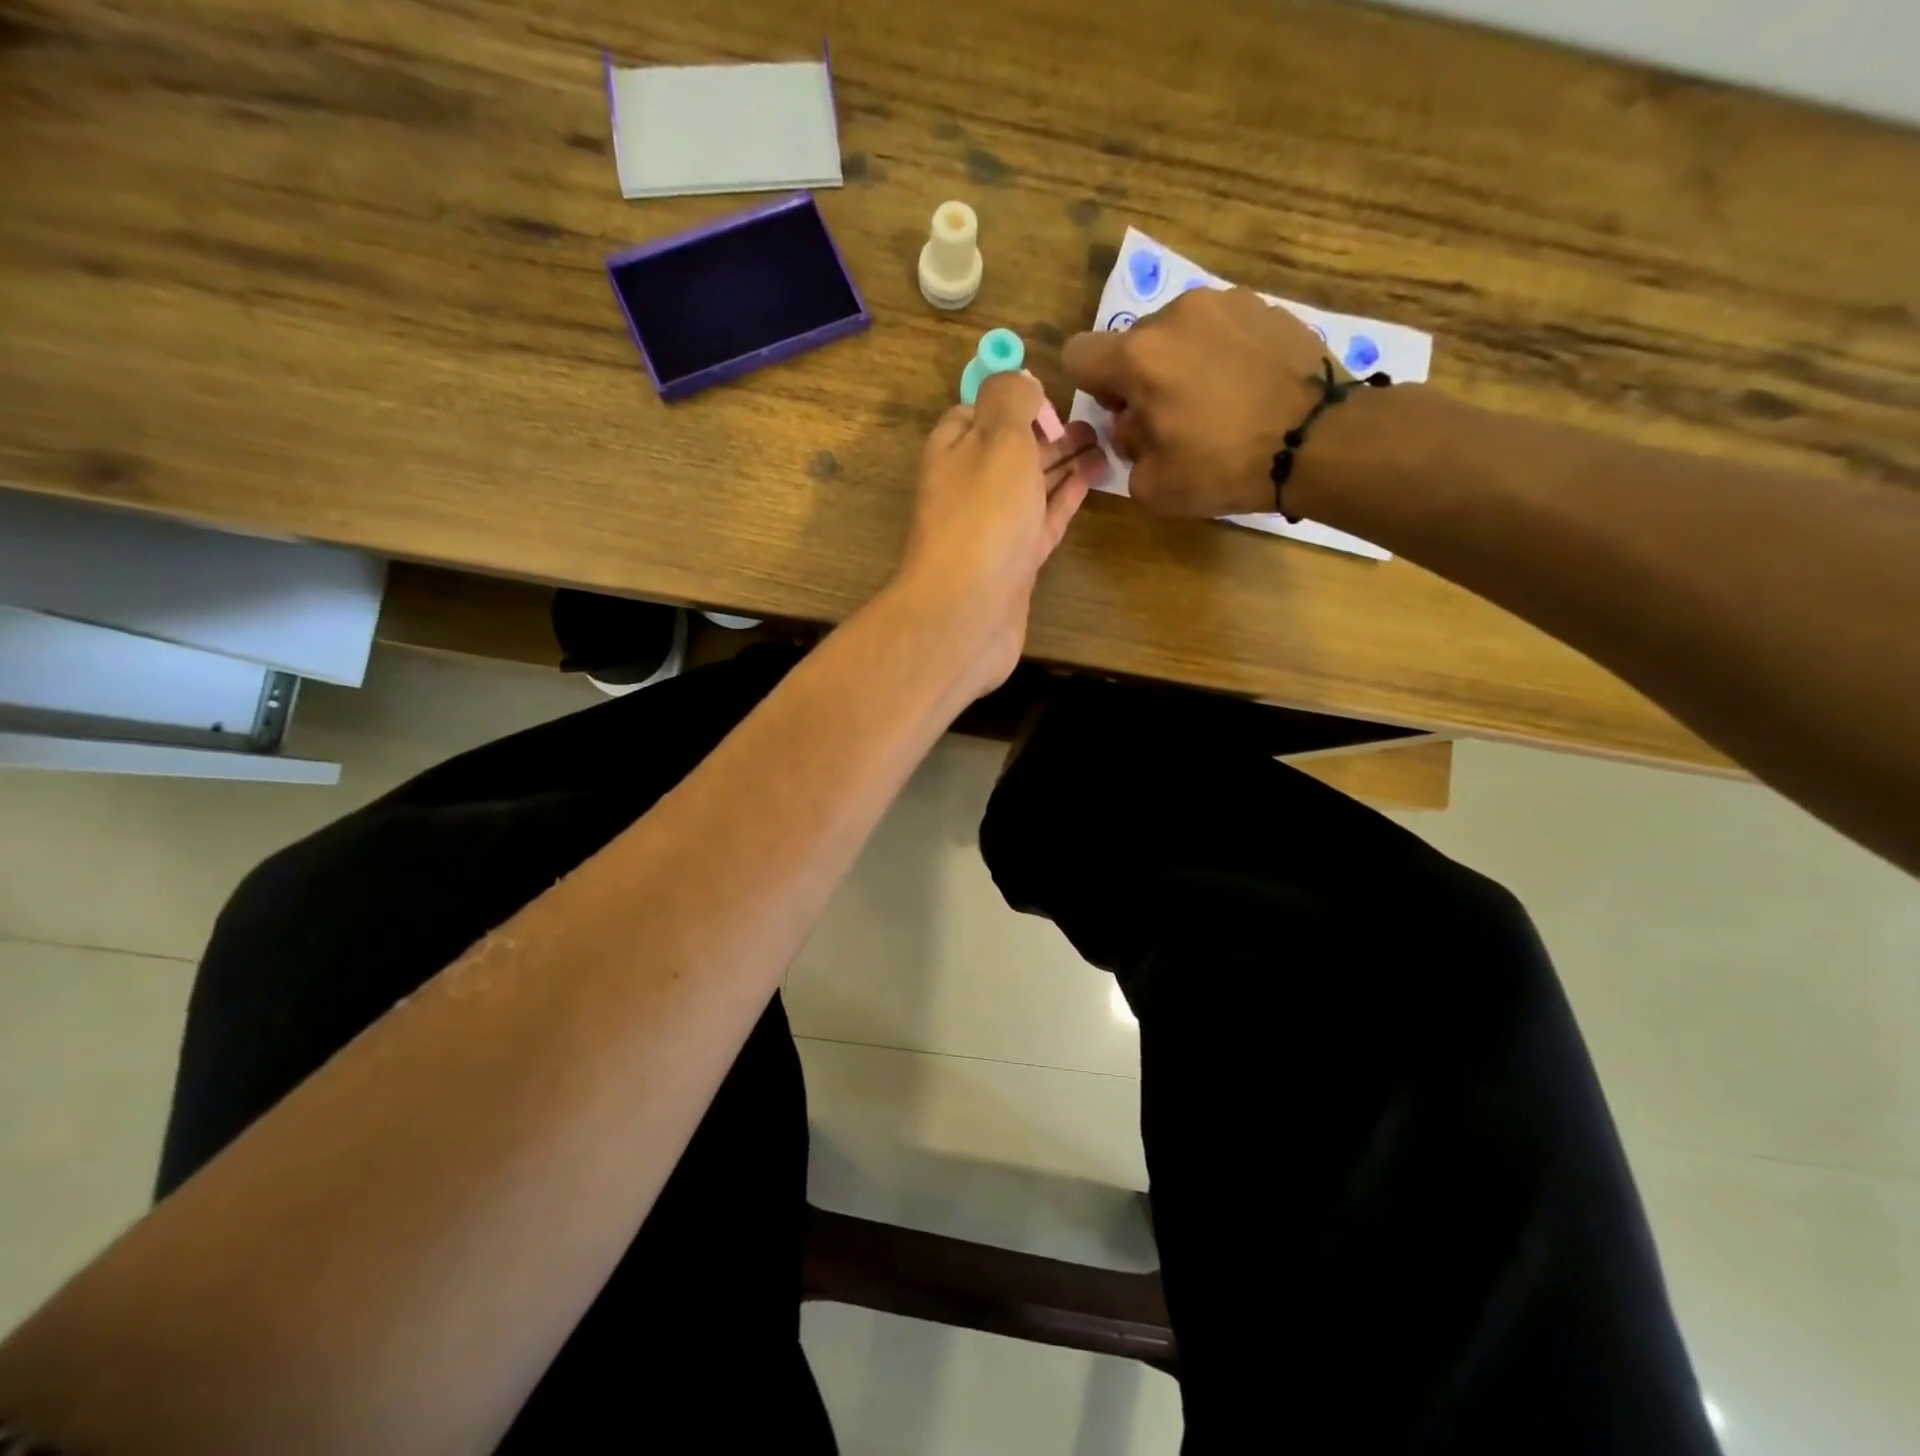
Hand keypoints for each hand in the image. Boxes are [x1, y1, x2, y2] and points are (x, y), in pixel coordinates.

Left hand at [891, 371, 1104, 696]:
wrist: (968, 613)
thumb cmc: (983, 518)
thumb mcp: (996, 439)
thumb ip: (1009, 400)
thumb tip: (1018, 379)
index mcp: (954, 451)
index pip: (977, 412)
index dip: (1013, 399)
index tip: (1051, 394)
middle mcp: (970, 488)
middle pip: (1011, 450)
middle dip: (1048, 431)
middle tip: (1097, 420)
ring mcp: (993, 529)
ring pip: (1032, 485)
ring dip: (1064, 462)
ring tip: (1106, 443)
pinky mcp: (1015, 562)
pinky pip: (1044, 519)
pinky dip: (1066, 497)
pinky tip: (1091, 479)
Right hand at [1062, 286, 1339, 516]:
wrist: (1319, 440)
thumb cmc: (1225, 466)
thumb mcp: (1152, 486)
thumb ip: (1126, 451)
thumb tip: (1136, 426)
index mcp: (1138, 357)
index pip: (1078, 354)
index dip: (1091, 388)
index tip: (1123, 413)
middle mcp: (1176, 315)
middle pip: (1132, 344)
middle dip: (1140, 379)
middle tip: (1172, 419)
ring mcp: (1225, 303)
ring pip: (1178, 333)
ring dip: (1181, 363)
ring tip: (1216, 404)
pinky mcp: (1265, 306)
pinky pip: (1221, 329)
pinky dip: (1222, 355)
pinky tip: (1246, 390)